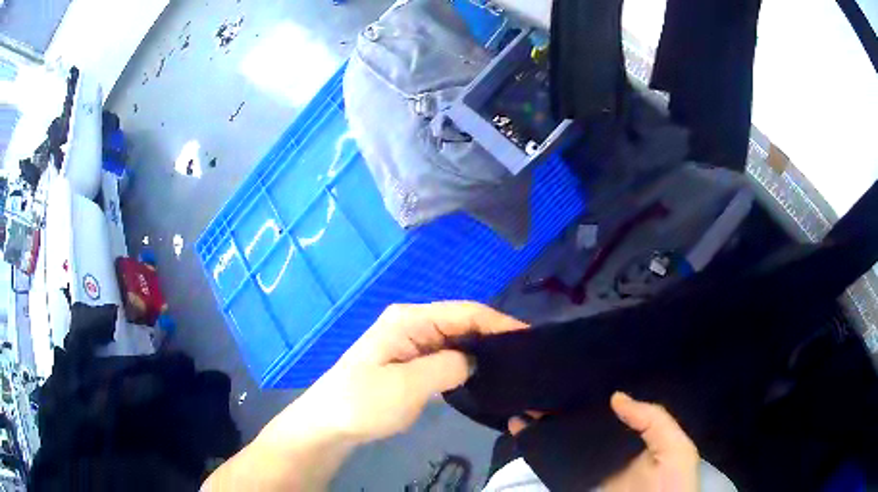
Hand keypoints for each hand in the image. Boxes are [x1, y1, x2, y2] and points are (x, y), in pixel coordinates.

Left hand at [204, 302, 526, 490]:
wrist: (327, 424)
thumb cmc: (362, 403)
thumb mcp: (407, 386)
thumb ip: (448, 366)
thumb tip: (475, 359)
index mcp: (410, 319)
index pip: (465, 312)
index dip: (499, 323)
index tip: (530, 339)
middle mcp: (412, 323)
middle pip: (462, 322)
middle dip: (494, 336)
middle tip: (526, 358)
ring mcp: (409, 342)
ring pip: (455, 339)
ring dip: (481, 350)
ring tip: (512, 365)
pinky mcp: (408, 361)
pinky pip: (445, 355)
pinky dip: (465, 362)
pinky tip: (481, 374)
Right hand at [508, 392, 698, 491]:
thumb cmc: (673, 484)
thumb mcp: (676, 448)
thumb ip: (655, 421)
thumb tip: (615, 396)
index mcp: (636, 437)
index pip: (611, 412)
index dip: (591, 397)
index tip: (570, 378)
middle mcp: (612, 450)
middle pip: (583, 427)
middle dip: (560, 412)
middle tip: (534, 393)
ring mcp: (594, 470)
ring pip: (566, 446)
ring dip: (544, 432)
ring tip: (519, 414)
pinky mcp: (579, 486)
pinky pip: (558, 469)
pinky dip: (541, 456)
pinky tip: (525, 440)